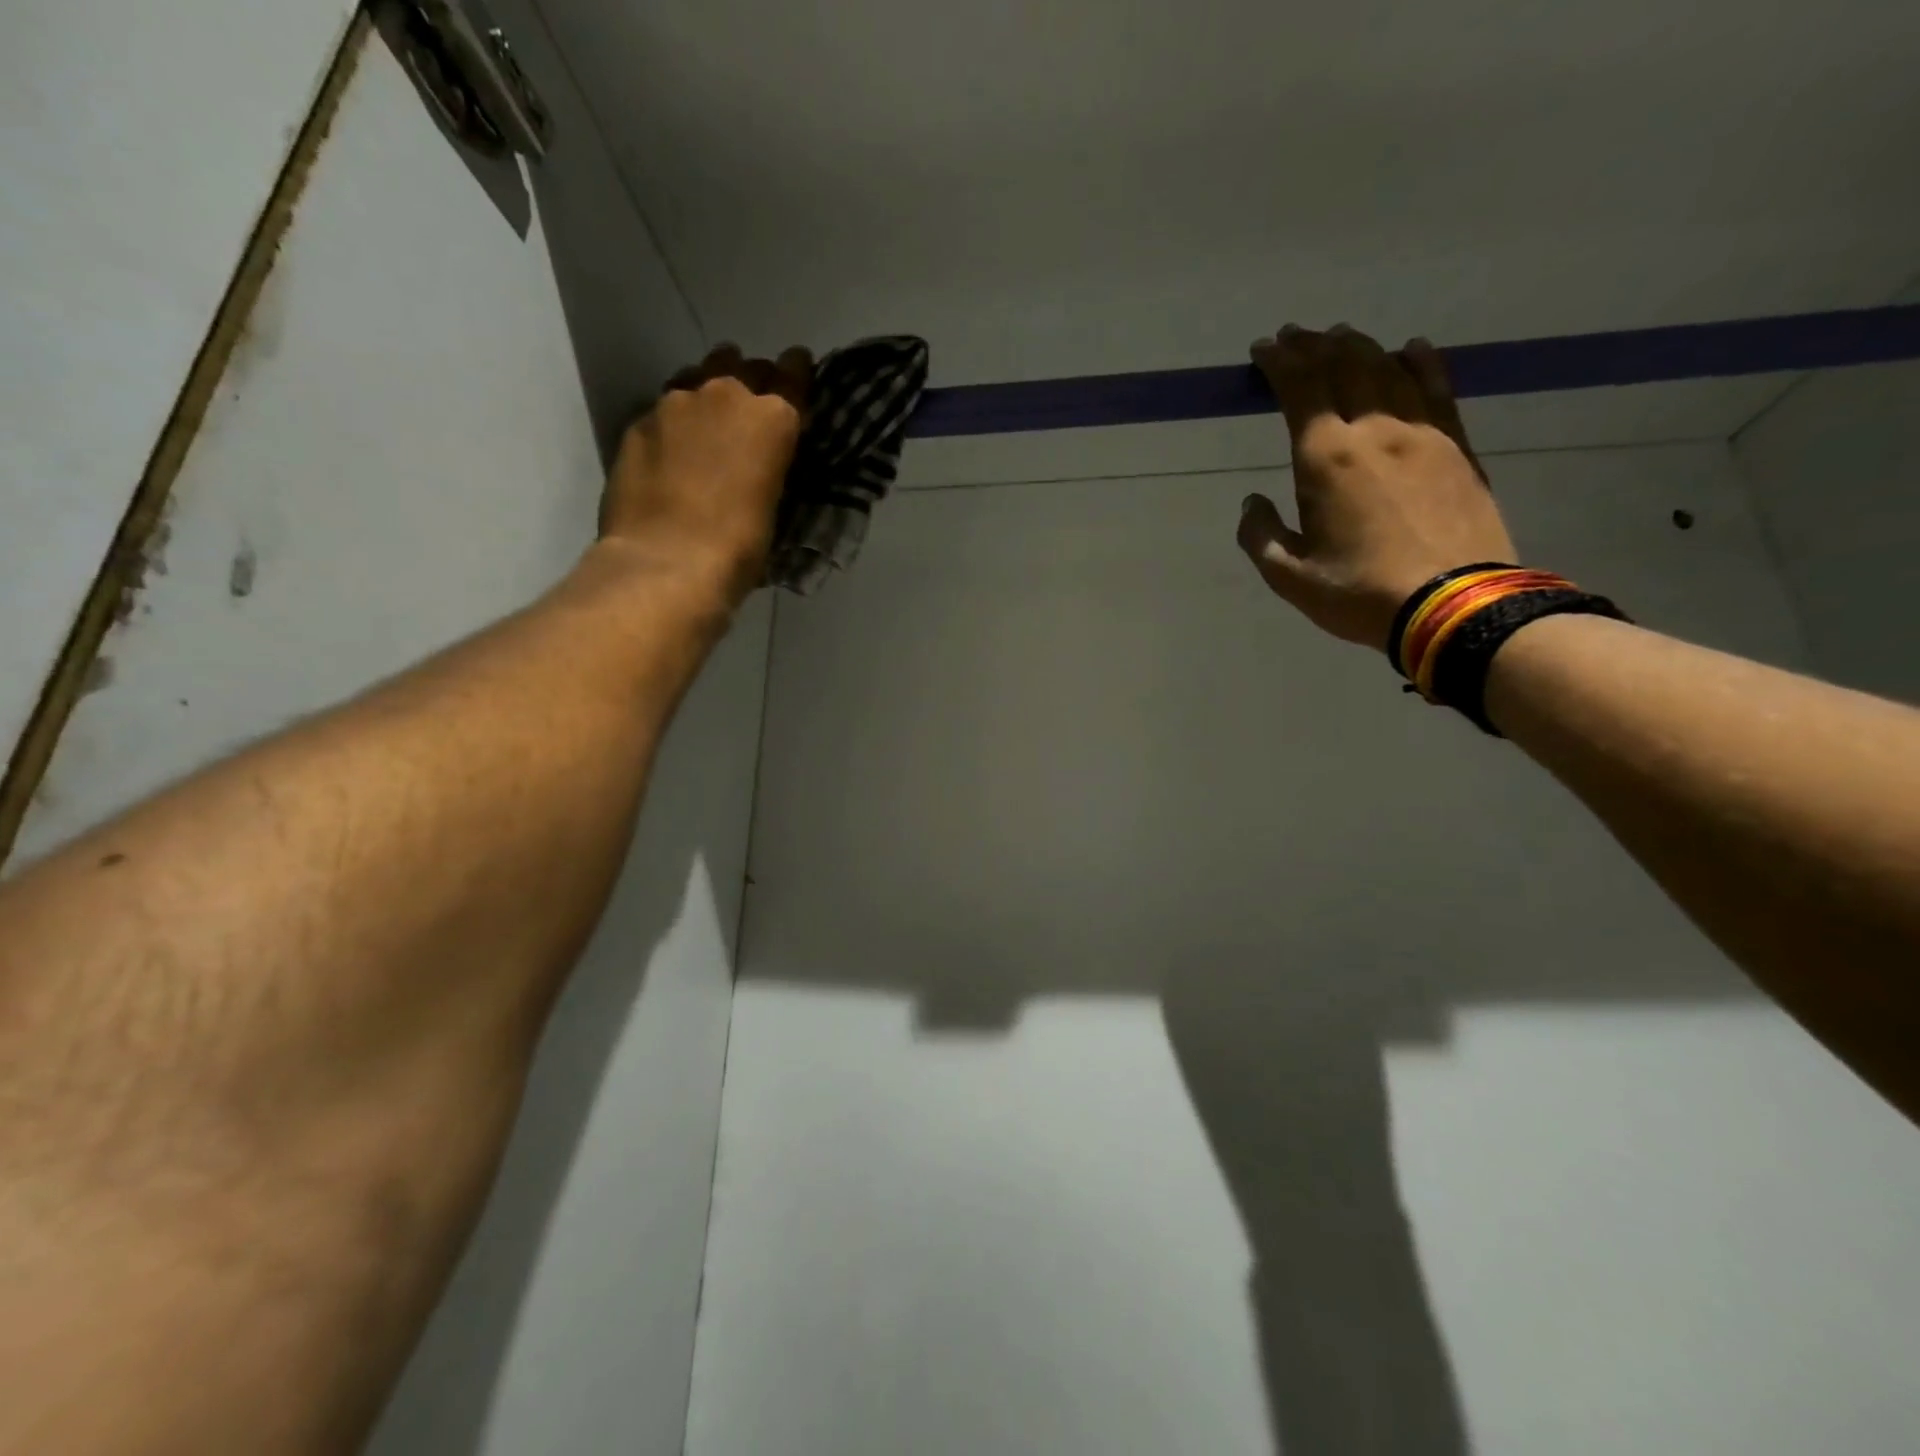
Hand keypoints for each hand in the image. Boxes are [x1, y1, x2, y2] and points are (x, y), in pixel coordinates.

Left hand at [599, 343, 812, 604]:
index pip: (794, 374)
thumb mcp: (774, 506)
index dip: (797, 374)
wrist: (666, 564)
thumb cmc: (739, 549)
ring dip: (708, 394)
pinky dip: (675, 423)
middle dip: (751, 381)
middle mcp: (725, 394)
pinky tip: (673, 450)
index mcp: (772, 418)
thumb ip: (770, 467)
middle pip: (743, 366)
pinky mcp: (637, 422)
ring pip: (698, 377)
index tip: (797, 374)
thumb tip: (762, 462)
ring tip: (709, 423)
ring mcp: (675, 403)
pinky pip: (664, 408)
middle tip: (751, 411)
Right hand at [1236, 325, 1516, 650]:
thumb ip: (1260, 535)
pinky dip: (1420, 364)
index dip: (1280, 363)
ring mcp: (1423, 433)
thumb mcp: (1289, 576)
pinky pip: (1438, 389)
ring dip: (1360, 347)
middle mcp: (1375, 431)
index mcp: (1327, 458)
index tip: (1263, 348)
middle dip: (1315, 345)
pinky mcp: (1457, 446)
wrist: (1453, 604)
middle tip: (1296, 335)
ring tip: (1341, 336)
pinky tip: (1411, 350)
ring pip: (1389, 370)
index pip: (1300, 390)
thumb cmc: (1359, 592)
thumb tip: (1252, 503)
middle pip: (1345, 367)